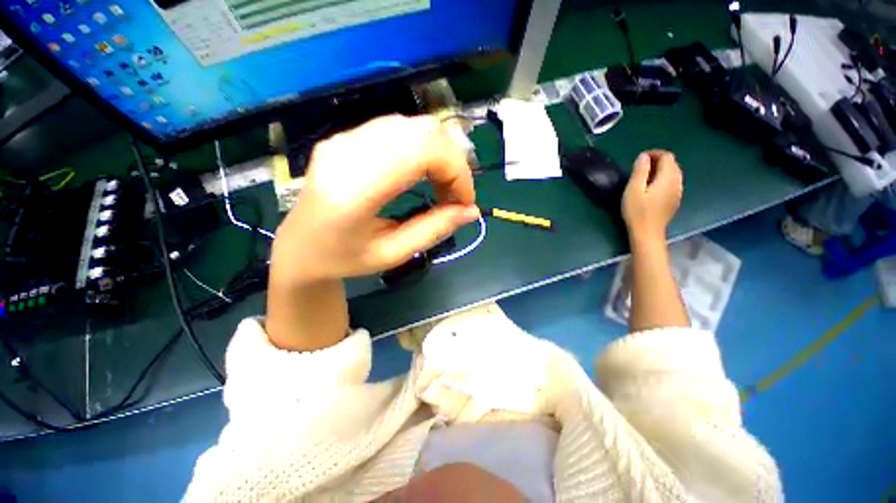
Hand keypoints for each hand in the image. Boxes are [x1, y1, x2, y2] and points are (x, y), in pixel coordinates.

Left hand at [271, 114, 479, 286]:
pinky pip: (400, 130)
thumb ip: (434, 230)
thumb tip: (472, 212)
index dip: (456, 172)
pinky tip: (422, 174)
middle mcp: (348, 151)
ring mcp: (345, 139)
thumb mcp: (393, 254)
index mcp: (355, 187)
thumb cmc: (343, 259)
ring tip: (440, 187)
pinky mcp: (347, 137)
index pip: (423, 151)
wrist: (299, 248)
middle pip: (423, 131)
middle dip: (453, 163)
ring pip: (414, 126)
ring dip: (440, 155)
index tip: (464, 203)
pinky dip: (424, 150)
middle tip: (454, 196)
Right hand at [622, 150, 682, 241]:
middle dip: (658, 161)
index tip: (639, 158)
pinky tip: (652, 187)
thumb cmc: (637, 211)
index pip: (667, 157)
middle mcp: (677, 182)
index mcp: (668, 178)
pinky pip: (672, 183)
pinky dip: (663, 179)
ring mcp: (677, 192)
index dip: (654, 153)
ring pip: (674, 174)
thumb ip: (640, 171)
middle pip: (672, 164)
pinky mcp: (674, 200)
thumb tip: (643, 156)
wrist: (647, 233)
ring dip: (661, 170)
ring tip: (644, 176)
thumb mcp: (633, 190)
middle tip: (640, 166)